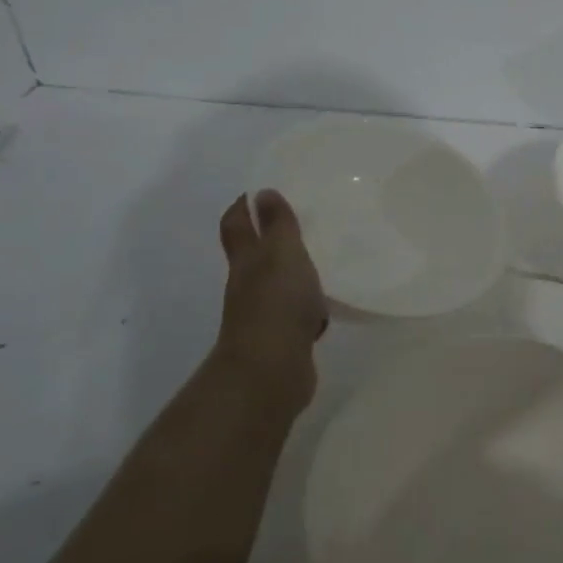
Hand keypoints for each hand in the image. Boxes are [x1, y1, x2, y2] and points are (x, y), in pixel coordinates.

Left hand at [214, 190, 327, 413]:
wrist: (272, 370)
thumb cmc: (277, 302)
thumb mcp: (282, 253)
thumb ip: (278, 225)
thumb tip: (262, 193)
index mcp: (246, 261)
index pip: (236, 226)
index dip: (242, 207)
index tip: (256, 192)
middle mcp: (248, 285)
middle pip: (253, 255)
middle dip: (267, 237)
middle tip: (296, 219)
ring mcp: (264, 314)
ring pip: (276, 283)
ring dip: (290, 271)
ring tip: (318, 257)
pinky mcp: (283, 337)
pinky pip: (295, 312)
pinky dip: (306, 304)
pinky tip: (326, 303)